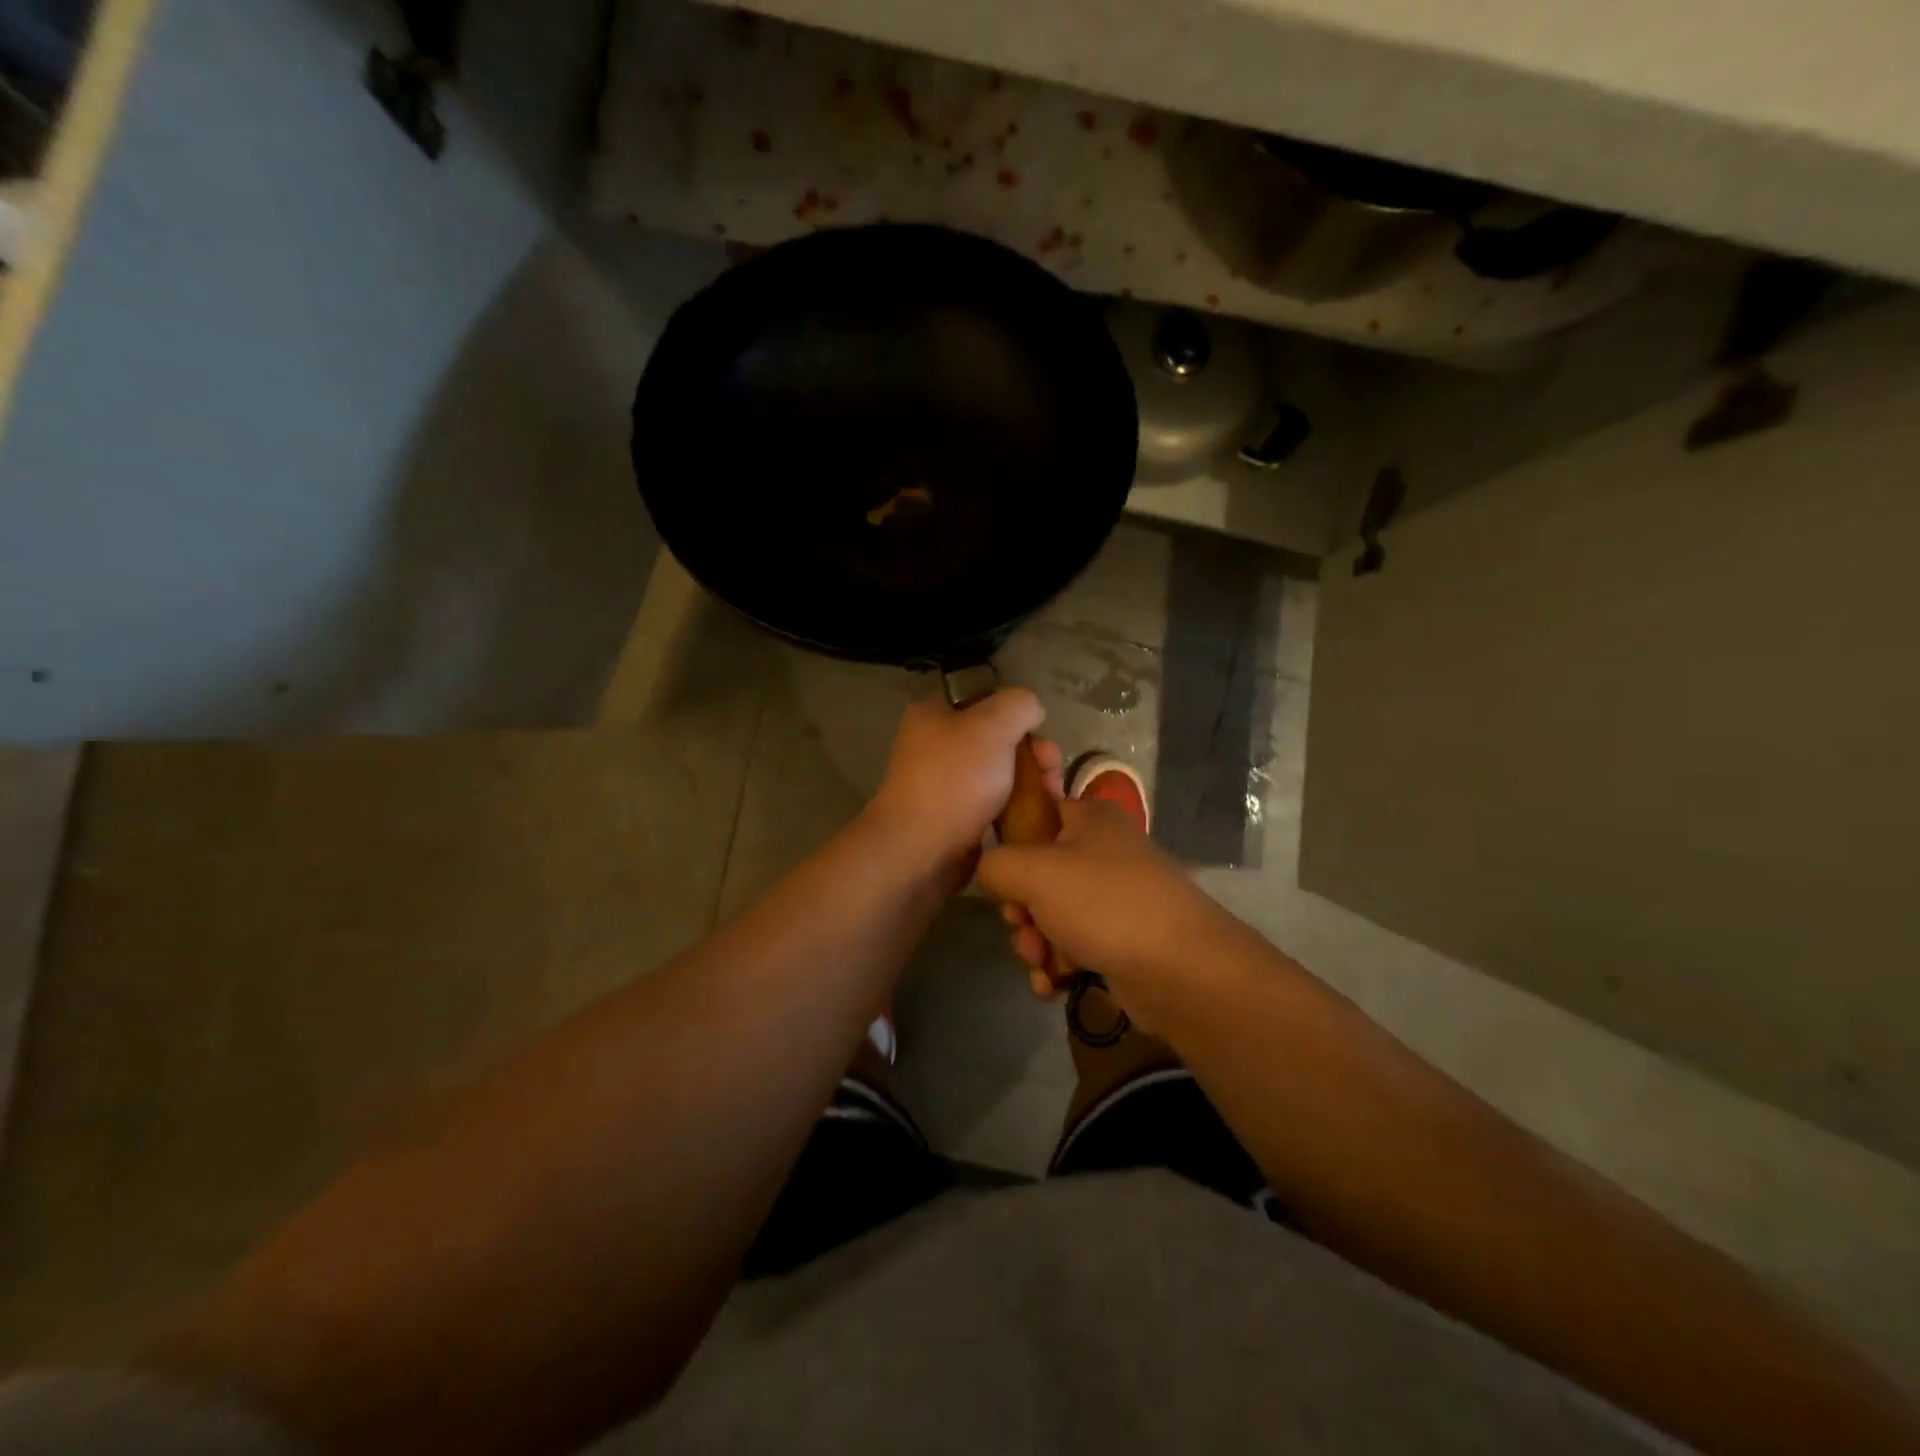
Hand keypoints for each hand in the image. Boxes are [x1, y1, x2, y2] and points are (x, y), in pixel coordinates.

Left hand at [863, 688, 1061, 892]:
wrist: (920, 852)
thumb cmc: (955, 781)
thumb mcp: (993, 726)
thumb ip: (1019, 705)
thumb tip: (1031, 711)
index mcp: (934, 714)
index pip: (985, 698)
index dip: (1018, 713)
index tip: (1041, 734)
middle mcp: (935, 745)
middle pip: (998, 738)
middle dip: (1033, 752)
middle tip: (1052, 772)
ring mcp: (944, 784)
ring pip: (1000, 773)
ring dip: (1030, 782)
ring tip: (1052, 798)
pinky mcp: (955, 818)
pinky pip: (994, 804)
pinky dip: (1016, 808)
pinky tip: (1037, 817)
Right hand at [978, 797, 1234, 1025]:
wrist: (1182, 969)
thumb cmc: (1105, 904)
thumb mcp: (1034, 872)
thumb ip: (996, 865)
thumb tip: (990, 872)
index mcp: (1089, 819)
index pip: (1035, 816)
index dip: (1011, 847)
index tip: (1003, 878)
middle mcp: (1104, 851)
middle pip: (1038, 874)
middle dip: (1021, 910)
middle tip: (1023, 927)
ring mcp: (1115, 897)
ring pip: (1053, 915)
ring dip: (1036, 943)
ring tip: (1042, 962)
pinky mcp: (1122, 939)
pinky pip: (1075, 946)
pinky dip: (1058, 965)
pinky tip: (1052, 985)